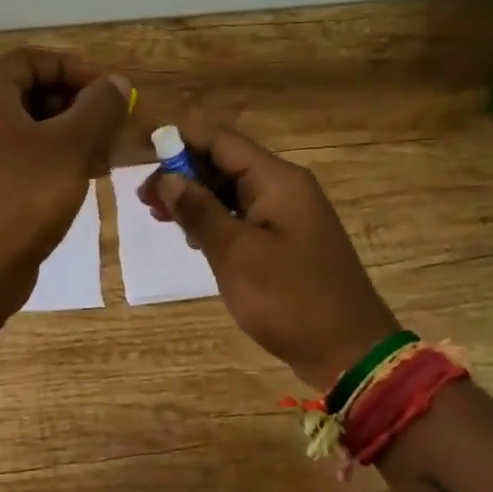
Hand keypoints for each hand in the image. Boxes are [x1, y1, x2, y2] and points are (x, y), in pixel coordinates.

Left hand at [0, 49, 130, 314]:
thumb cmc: (23, 196)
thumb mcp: (71, 145)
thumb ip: (99, 107)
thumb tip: (116, 82)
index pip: (33, 60)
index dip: (74, 68)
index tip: (109, 92)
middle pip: (33, 94)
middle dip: (78, 106)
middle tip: (111, 129)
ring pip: (33, 132)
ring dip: (72, 137)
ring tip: (104, 160)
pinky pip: (25, 162)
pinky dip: (56, 163)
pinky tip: (82, 183)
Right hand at [141, 125, 400, 389]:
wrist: (349, 351)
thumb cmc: (290, 299)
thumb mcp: (236, 254)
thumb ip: (199, 211)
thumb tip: (167, 177)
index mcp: (277, 180)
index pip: (220, 140)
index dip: (179, 141)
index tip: (142, 154)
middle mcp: (284, 186)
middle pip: (225, 162)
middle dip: (183, 173)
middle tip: (144, 199)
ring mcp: (288, 213)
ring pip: (232, 190)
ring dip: (196, 198)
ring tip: (159, 216)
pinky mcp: (287, 239)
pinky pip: (244, 215)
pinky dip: (216, 219)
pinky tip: (193, 237)